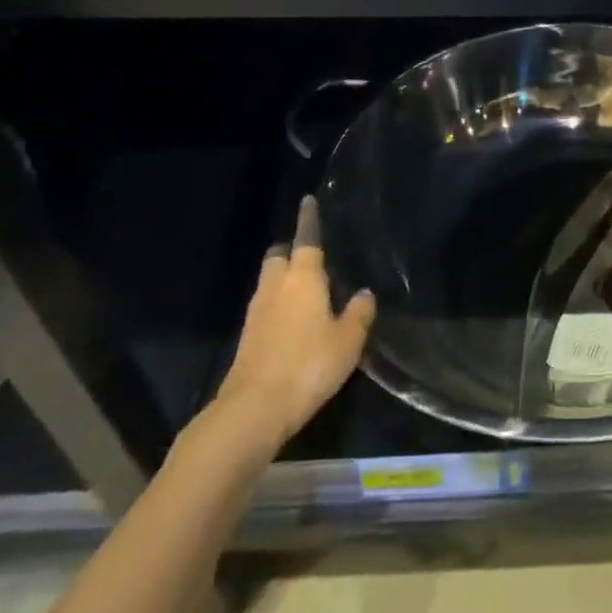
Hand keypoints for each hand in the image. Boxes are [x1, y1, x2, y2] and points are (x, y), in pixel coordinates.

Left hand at [207, 196, 374, 451]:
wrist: (254, 410)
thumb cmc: (308, 364)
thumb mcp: (348, 340)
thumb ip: (359, 313)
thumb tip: (364, 293)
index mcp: (303, 278)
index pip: (306, 240)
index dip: (309, 221)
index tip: (308, 202)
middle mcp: (276, 287)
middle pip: (279, 257)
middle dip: (290, 252)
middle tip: (311, 257)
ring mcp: (256, 313)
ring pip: (269, 282)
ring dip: (284, 280)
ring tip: (307, 289)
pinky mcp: (247, 338)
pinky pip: (265, 307)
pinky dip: (278, 305)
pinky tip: (294, 320)